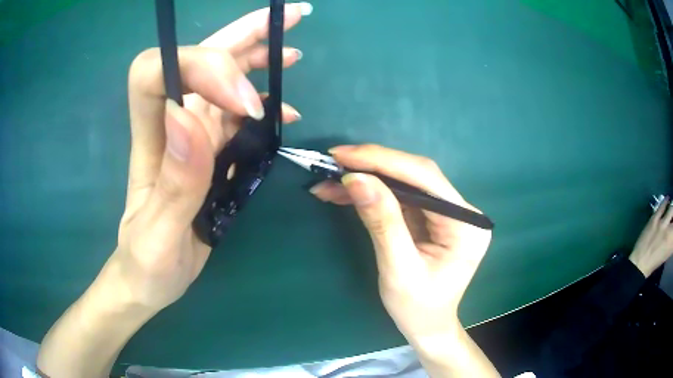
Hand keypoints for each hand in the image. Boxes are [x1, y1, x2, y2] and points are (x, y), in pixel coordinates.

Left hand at [114, 4, 307, 310]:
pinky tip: (285, 108)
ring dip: (256, 58)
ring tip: (292, 53)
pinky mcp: (207, 151)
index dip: (201, 65)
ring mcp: (190, 135)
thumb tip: (191, 117)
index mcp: (150, 138)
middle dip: (240, 35)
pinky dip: (262, 101)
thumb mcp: (158, 235)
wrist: (148, 278)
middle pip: (195, 57)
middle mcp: (170, 125)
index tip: (244, 102)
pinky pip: (235, 113)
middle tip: (288, 20)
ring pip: (220, 79)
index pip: (155, 69)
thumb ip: (175, 182)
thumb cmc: (147, 262)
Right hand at [311, 145, 491, 349]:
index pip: (426, 179)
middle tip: (333, 162)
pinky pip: (399, 196)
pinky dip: (370, 193)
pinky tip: (343, 193)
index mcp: (466, 225)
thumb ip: (382, 222)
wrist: (427, 326)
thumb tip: (356, 179)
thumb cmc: (418, 308)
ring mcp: (446, 213)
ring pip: (403, 182)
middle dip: (371, 166)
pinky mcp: (429, 217)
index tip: (343, 155)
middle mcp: (461, 211)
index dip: (384, 161)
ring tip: (329, 180)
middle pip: (415, 174)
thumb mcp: (398, 271)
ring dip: (366, 178)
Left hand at [630, 197, 672, 276]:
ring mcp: (662, 224)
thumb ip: (672, 241)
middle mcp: (669, 232)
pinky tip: (668, 199)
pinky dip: (666, 200)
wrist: (641, 263)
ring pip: (671, 208)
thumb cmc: (656, 260)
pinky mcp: (655, 218)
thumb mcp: (667, 252)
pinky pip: (663, 205)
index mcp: (671, 244)